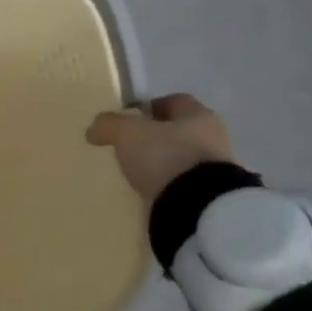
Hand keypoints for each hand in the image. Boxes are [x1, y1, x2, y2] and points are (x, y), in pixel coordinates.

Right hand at [86, 93, 235, 201]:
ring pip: (183, 158)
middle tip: (130, 147)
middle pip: (179, 130)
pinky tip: (153, 192)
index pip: (174, 101)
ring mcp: (217, 170)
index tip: (129, 118)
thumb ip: (109, 125)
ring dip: (164, 163)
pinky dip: (170, 185)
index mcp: (199, 114)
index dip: (149, 106)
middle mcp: (214, 137)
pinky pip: (185, 184)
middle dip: (156, 137)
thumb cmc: (166, 156)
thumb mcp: (127, 133)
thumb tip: (94, 128)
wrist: (198, 209)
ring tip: (139, 173)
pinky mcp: (213, 198)